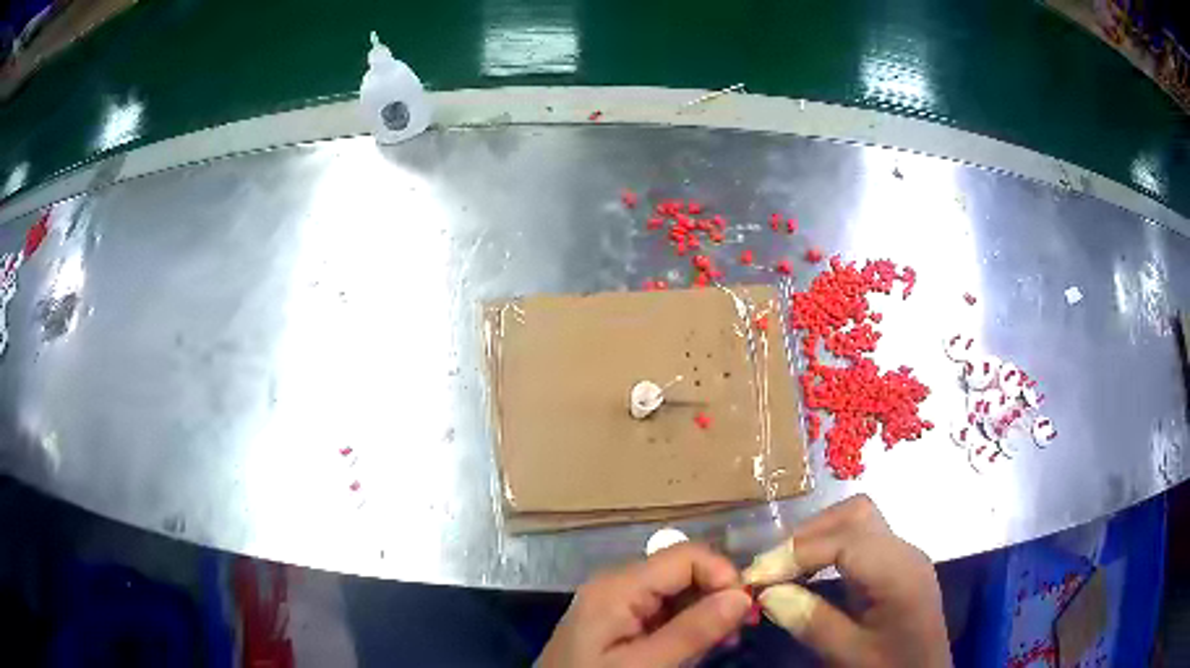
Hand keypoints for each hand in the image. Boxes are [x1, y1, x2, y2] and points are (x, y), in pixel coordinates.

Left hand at [539, 542, 752, 667]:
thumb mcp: (644, 666)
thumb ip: (692, 632)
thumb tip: (743, 596)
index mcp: (618, 587)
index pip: (687, 555)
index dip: (722, 576)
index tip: (744, 612)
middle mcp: (617, 585)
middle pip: (683, 572)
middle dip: (716, 598)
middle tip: (734, 635)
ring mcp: (617, 604)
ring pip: (678, 593)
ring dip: (705, 615)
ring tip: (719, 646)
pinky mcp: (619, 623)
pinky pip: (664, 613)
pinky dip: (687, 627)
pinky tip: (696, 650)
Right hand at [743, 494, 949, 666]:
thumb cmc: (890, 667)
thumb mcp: (849, 654)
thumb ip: (811, 621)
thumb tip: (767, 592)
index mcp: (898, 572)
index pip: (843, 540)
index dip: (794, 553)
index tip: (756, 578)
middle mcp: (904, 551)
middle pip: (855, 514)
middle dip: (807, 534)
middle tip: (770, 568)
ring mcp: (903, 555)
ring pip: (858, 521)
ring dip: (817, 538)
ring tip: (784, 569)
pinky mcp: (897, 565)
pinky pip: (861, 540)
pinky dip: (829, 548)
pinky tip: (810, 573)